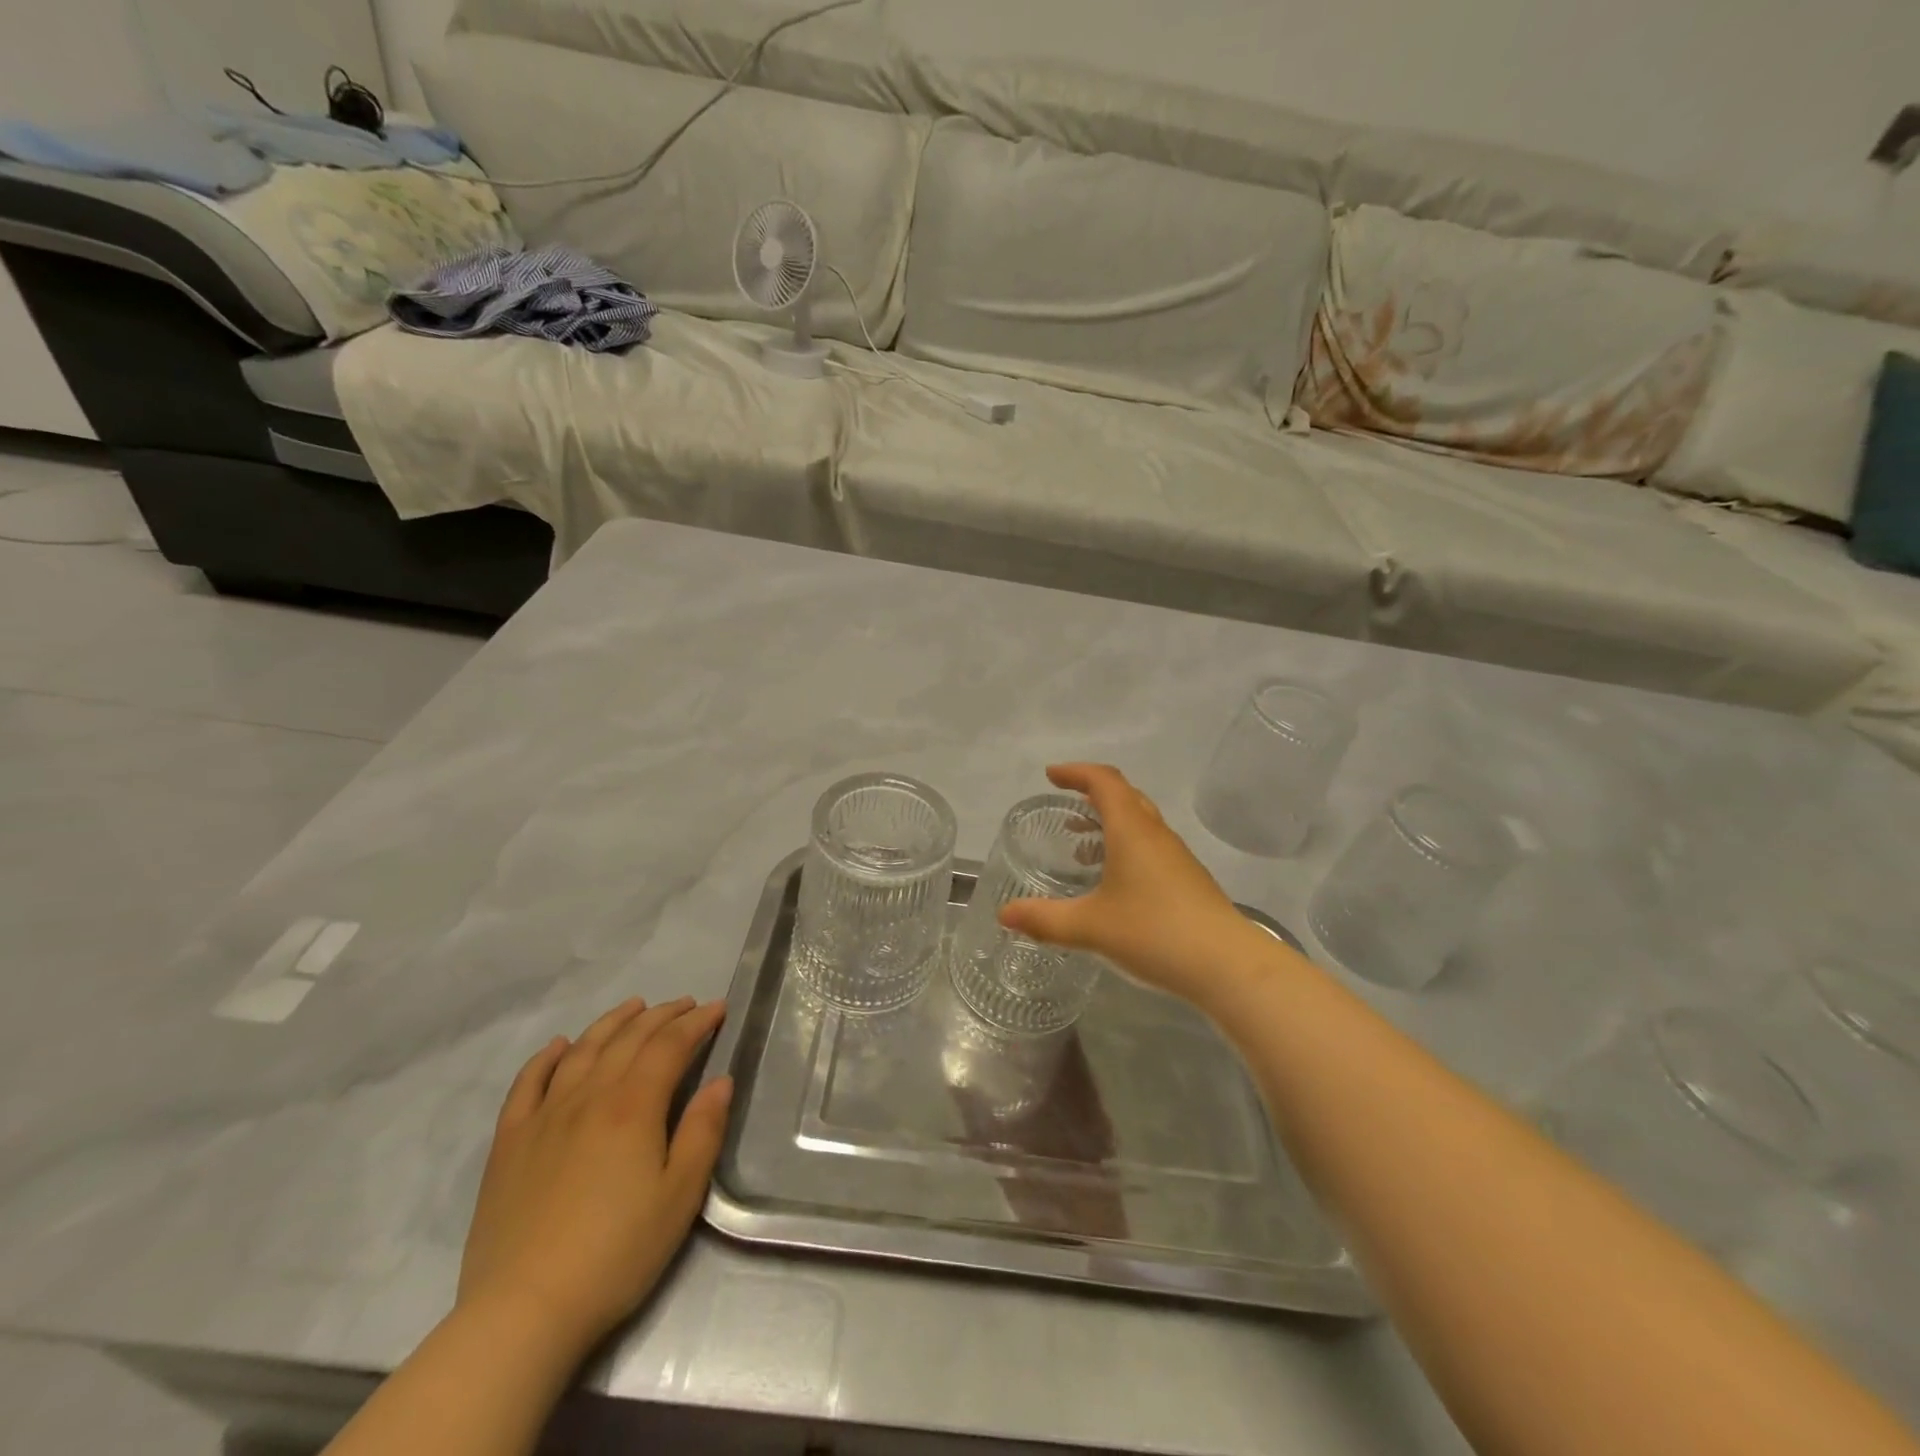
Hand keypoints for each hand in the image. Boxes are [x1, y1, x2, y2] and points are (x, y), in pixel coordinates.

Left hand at [457, 997, 731, 1357]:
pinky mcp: (510, 1143)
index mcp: (634, 1106)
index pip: (670, 1046)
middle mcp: (589, 1096)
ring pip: (582, 1050)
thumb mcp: (680, 1196)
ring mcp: (544, 1116)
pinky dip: (546, 1057)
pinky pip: (528, 1084)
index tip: (717, 1009)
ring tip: (634, 1007)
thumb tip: (720, 1082)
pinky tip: (559, 1045)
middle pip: (629, 1039)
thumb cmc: (616, 1253)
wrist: (523, 1311)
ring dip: (612, 1022)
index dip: (696, 1022)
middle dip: (662, 1016)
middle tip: (685, 1004)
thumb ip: (702, 1131)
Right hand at [998, 764, 1275, 1008]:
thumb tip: (1004, 914)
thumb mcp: (1090, 927)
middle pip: (1125, 796)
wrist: (1226, 964)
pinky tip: (1114, 882)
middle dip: (1093, 793)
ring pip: (1140, 822)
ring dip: (1110, 822)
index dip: (1077, 772)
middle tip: (1066, 803)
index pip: (1104, 781)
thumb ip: (1044, 919)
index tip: (1052, 775)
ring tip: (1082, 846)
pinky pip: (1150, 846)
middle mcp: (1156, 834)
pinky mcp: (1188, 880)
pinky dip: (1126, 846)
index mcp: (1132, 830)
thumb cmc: (1154, 932)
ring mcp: (1177, 857)